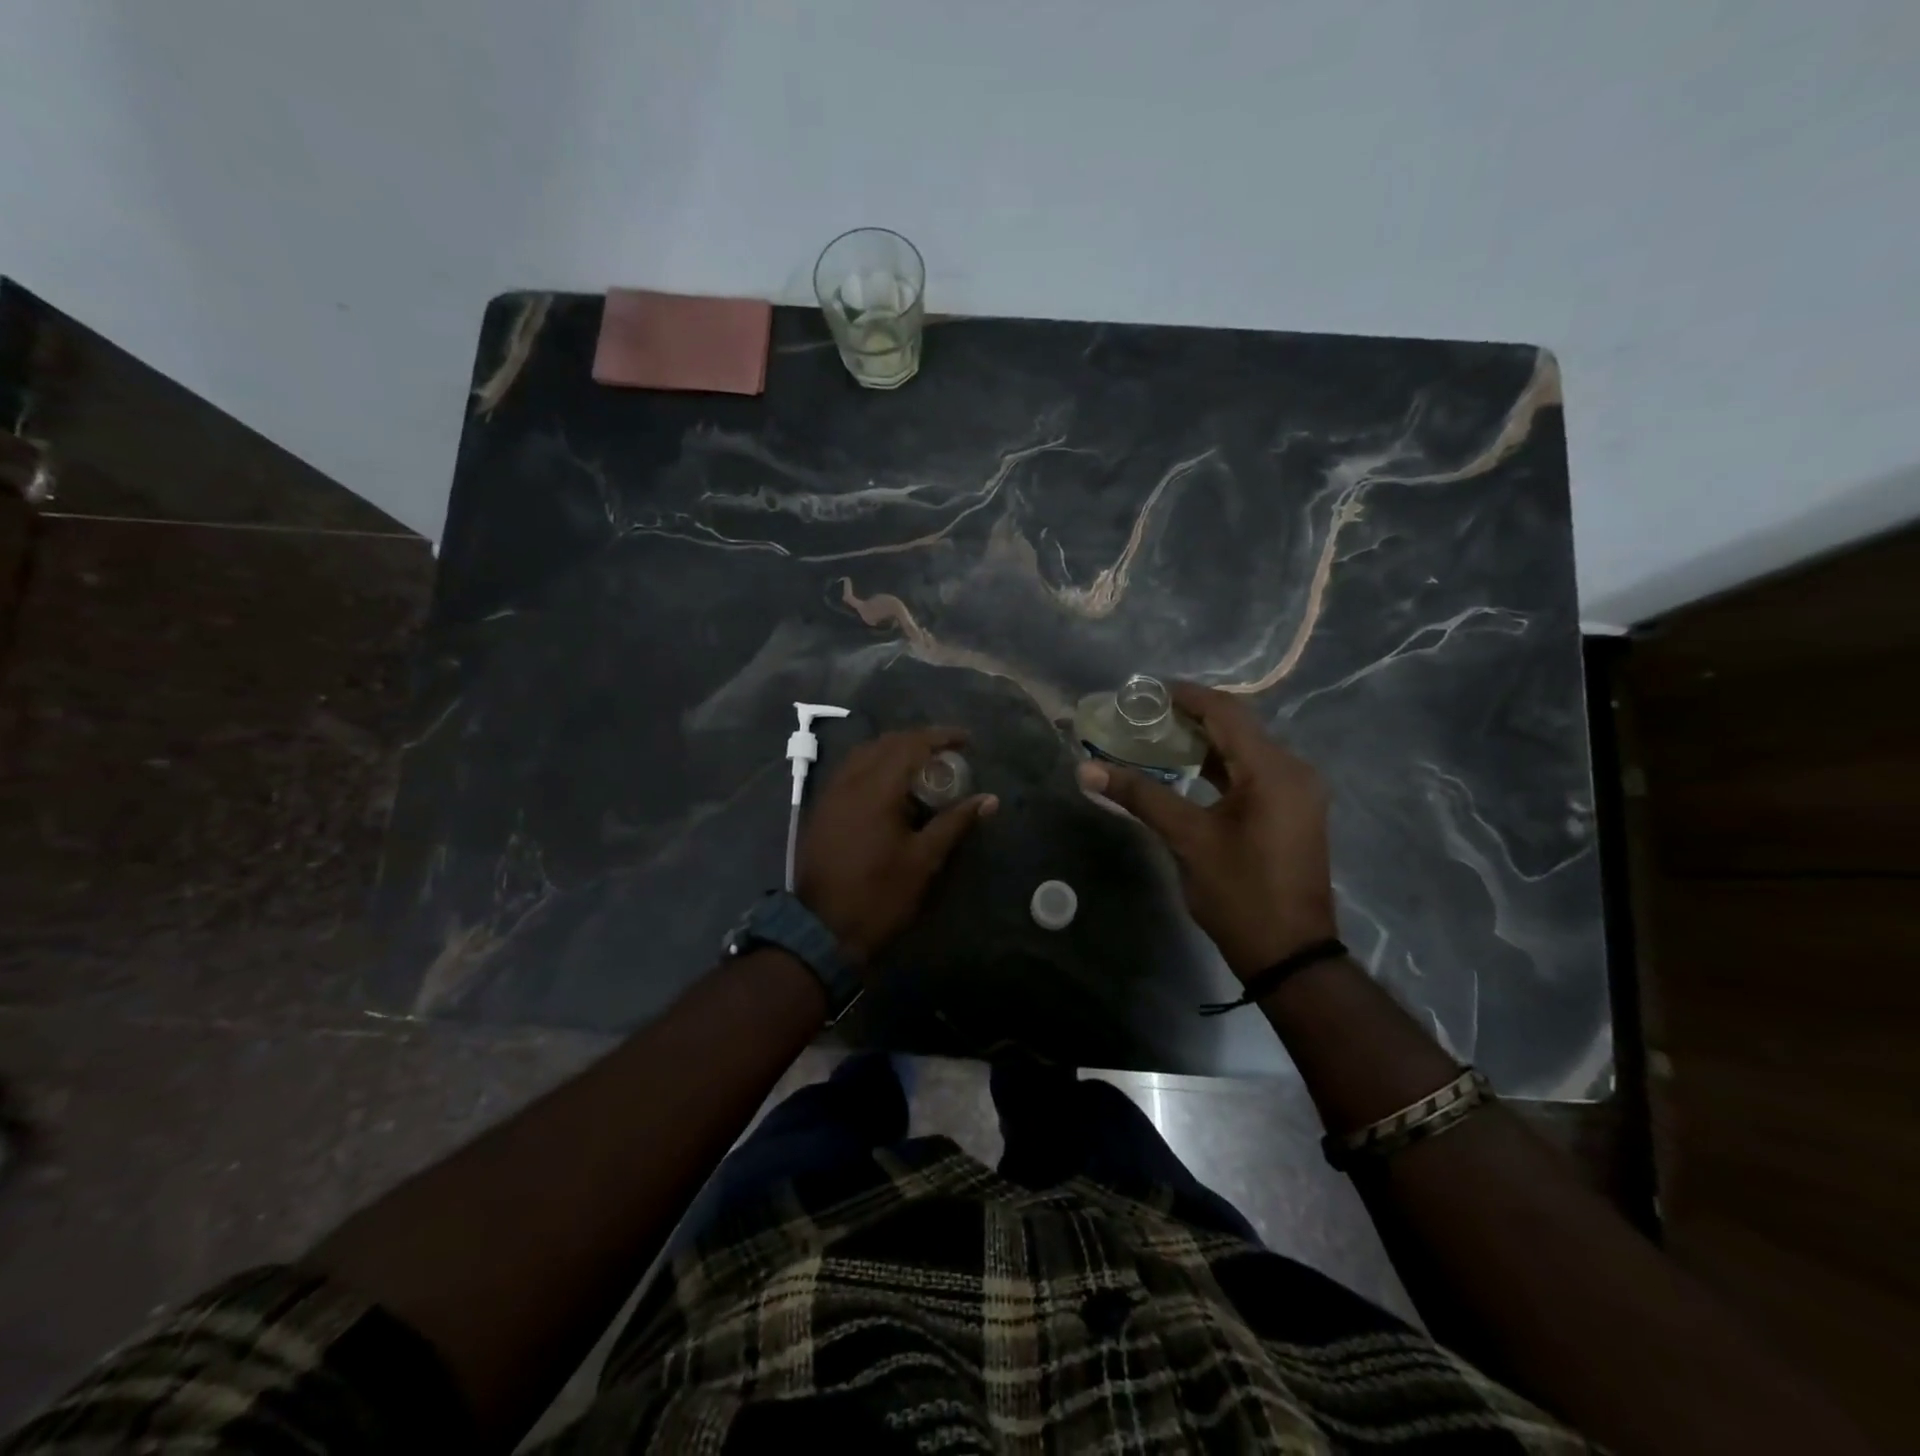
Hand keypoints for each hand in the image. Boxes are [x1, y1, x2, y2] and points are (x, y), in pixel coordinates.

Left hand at [796, 727, 997, 961]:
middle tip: (947, 754)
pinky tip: (890, 786)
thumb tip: (989, 800)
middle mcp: (849, 781)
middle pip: (886, 743)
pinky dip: (874, 766)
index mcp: (875, 789)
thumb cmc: (879, 895)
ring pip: (864, 754)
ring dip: (894, 751)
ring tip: (921, 765)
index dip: (940, 737)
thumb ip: (955, 823)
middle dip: (918, 741)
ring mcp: (830, 794)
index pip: (910, 745)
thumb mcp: (923, 860)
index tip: (967, 740)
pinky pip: (849, 771)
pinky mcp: (821, 809)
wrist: (821, 929)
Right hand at [1075, 683, 1335, 980]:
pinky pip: (1252, 772)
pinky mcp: (1291, 809)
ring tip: (1154, 737)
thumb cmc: (1239, 893)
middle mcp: (1293, 770)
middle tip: (1141, 716)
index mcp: (1273, 770)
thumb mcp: (1187, 839)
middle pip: (1237, 726)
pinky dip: (1218, 765)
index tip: (1142, 693)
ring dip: (1202, 741)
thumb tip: (1086, 769)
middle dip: (1188, 717)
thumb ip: (1140, 796)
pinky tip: (1184, 769)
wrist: (1290, 953)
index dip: (1184, 696)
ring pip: (1244, 749)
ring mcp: (1296, 791)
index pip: (1226, 712)